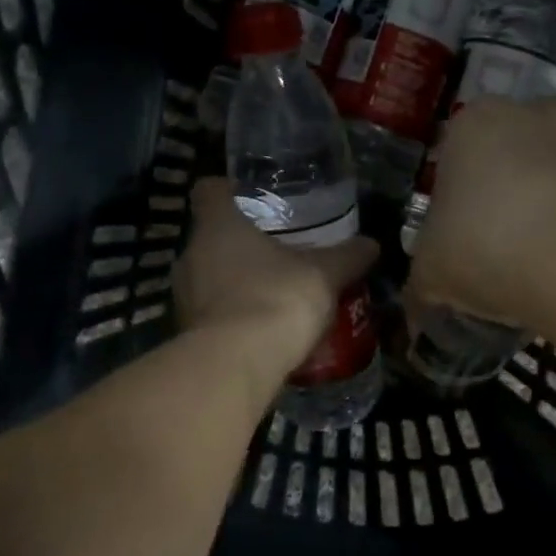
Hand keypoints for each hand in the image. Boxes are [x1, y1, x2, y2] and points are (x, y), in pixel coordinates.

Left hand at [175, 178, 378, 366]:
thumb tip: (371, 244)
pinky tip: (262, 326)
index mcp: (218, 225)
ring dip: (236, 280)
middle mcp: (191, 253)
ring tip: (273, 289)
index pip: (208, 189)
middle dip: (241, 241)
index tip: (255, 200)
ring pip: (209, 275)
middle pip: (212, 235)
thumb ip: (347, 256)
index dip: (229, 190)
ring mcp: (183, 295)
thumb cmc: (276, 299)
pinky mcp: (185, 331)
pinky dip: (232, 315)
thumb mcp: (324, 274)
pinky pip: (211, 312)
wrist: (235, 366)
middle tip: (277, 248)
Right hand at [408, 99, 555, 326]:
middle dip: (518, 191)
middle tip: (513, 247)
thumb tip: (415, 315)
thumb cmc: (486, 247)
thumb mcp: (432, 274)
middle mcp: (538, 111)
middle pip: (521, 152)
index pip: (459, 152)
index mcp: (475, 124)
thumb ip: (422, 286)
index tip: (467, 237)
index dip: (462, 197)